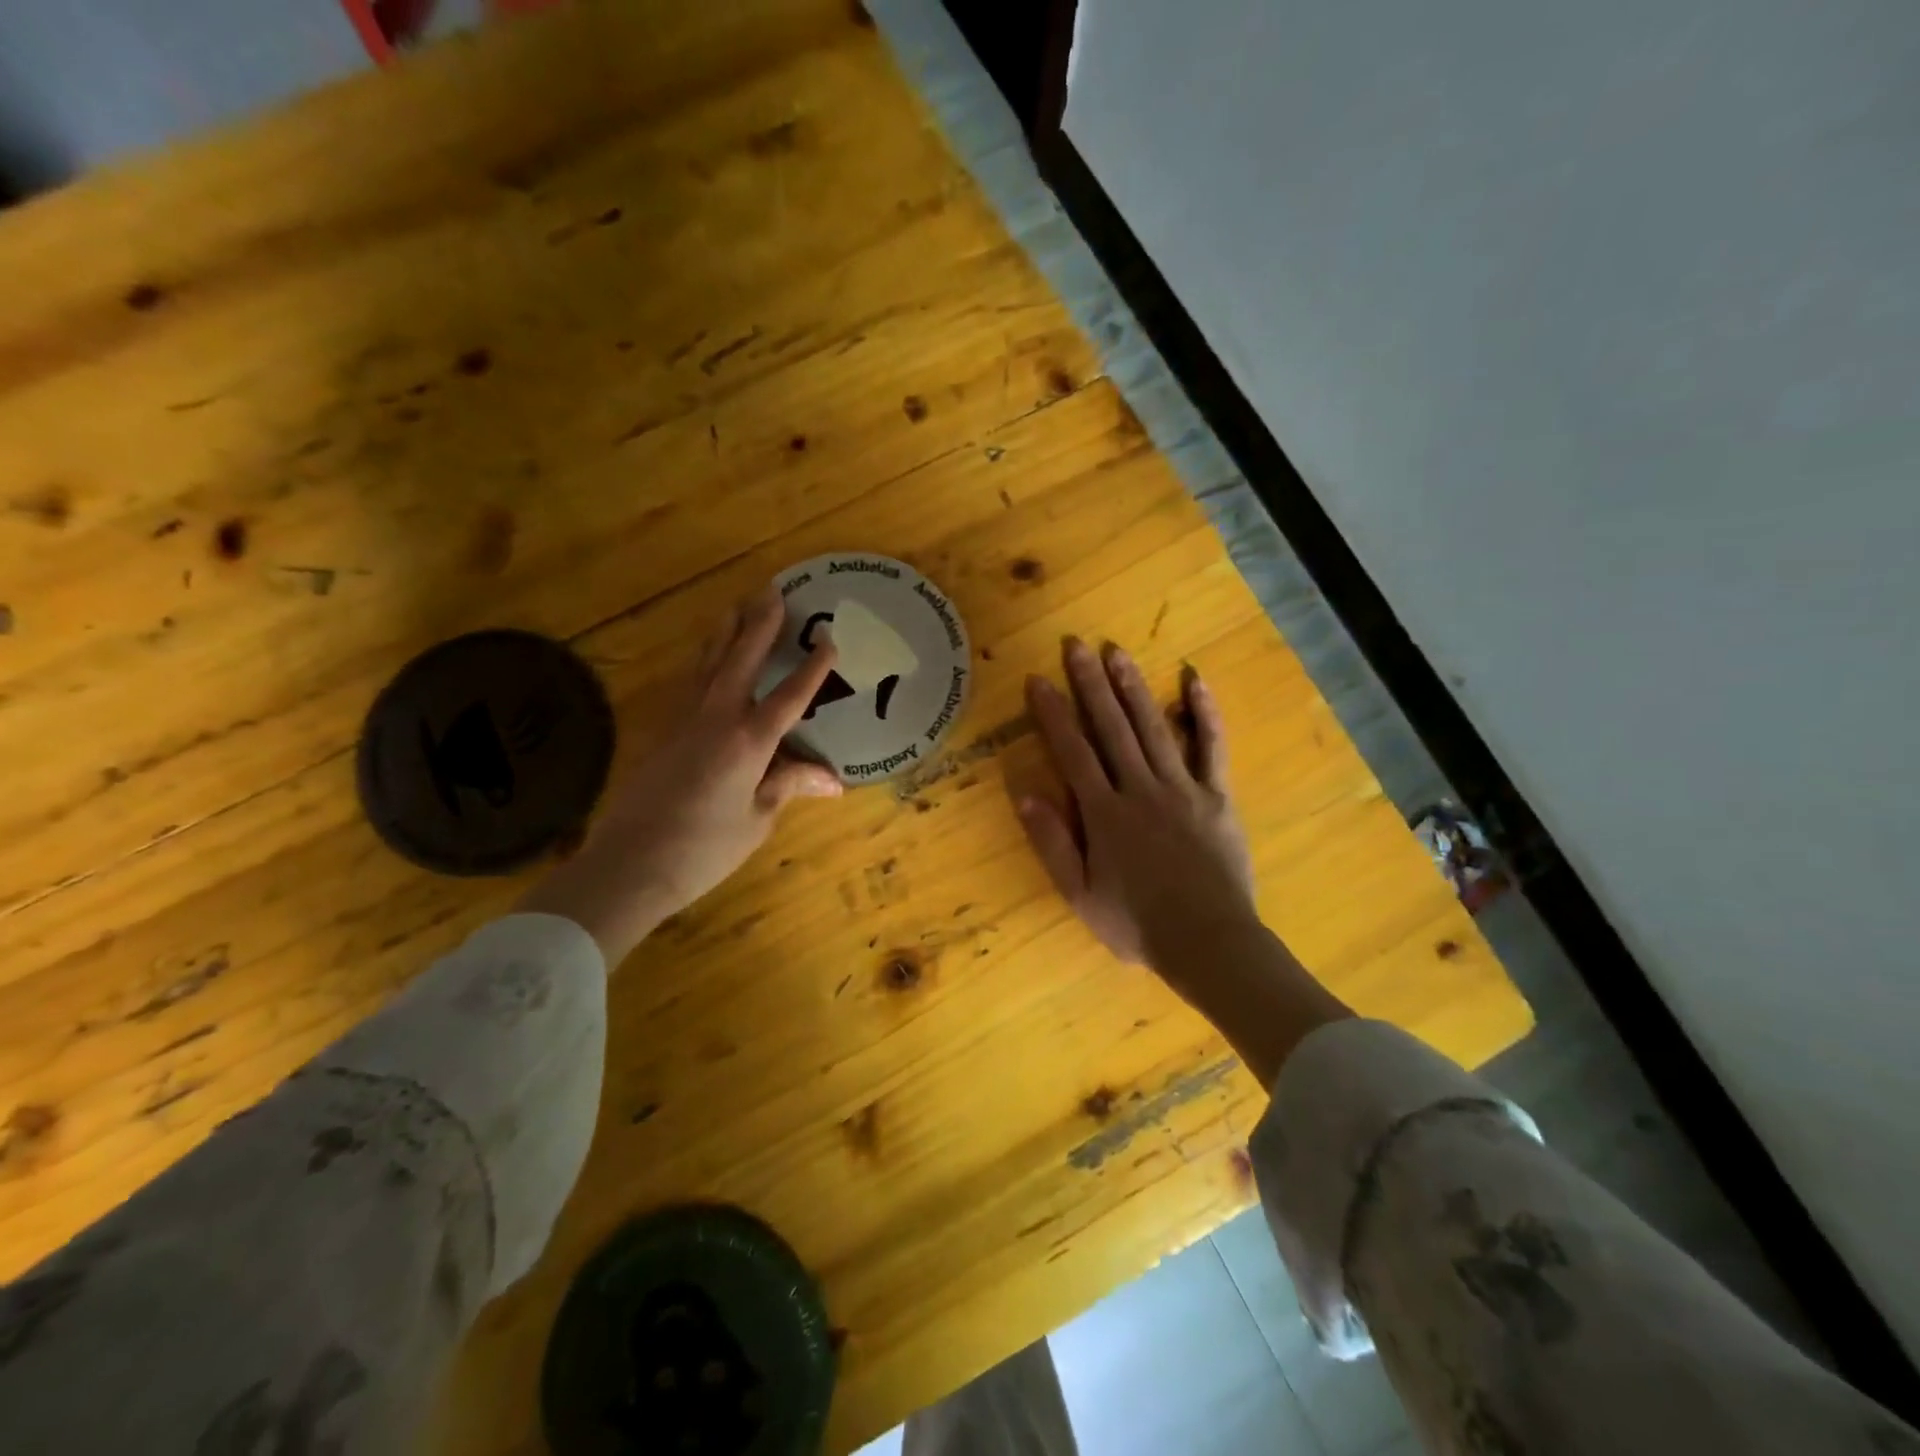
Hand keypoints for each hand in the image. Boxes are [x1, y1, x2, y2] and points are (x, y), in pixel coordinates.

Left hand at [520, 587, 840, 962]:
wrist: (628, 865)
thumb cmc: (703, 849)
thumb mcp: (756, 820)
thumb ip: (788, 786)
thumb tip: (833, 780)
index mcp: (748, 742)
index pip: (789, 697)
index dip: (812, 669)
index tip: (829, 641)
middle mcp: (715, 720)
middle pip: (741, 661)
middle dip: (759, 625)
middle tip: (772, 591)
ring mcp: (684, 723)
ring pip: (708, 665)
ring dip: (725, 633)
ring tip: (735, 606)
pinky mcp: (663, 734)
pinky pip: (690, 685)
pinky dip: (704, 663)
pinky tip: (706, 660)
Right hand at [1019, 638, 1256, 972]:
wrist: (1209, 942)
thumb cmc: (1137, 924)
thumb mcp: (1080, 894)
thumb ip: (1052, 843)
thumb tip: (1024, 793)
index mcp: (1104, 814)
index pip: (1073, 752)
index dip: (1053, 714)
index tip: (1038, 680)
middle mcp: (1140, 789)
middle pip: (1111, 727)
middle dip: (1091, 684)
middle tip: (1076, 645)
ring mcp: (1182, 788)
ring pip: (1153, 727)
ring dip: (1133, 687)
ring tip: (1117, 652)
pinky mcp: (1217, 795)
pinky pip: (1211, 747)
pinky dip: (1204, 712)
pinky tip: (1193, 679)